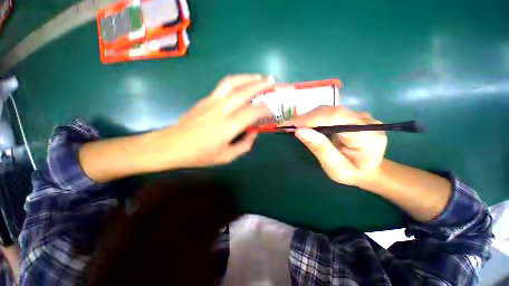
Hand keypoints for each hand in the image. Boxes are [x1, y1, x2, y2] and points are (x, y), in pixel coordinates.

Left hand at [153, 75, 273, 168]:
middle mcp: (221, 110)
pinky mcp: (205, 99)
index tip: (271, 108)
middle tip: (271, 81)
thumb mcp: (226, 157)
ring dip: (248, 78)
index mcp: (228, 127)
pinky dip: (237, 82)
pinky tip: (242, 84)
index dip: (264, 108)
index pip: (252, 112)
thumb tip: (253, 133)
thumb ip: (244, 146)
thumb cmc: (199, 155)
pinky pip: (224, 85)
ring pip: (232, 82)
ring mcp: (211, 101)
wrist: (170, 145)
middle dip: (260, 85)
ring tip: (259, 77)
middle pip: (244, 92)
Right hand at [285, 106, 386, 186]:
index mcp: (367, 136)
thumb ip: (320, 149)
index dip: (311, 119)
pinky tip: (306, 124)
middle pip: (331, 111)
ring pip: (329, 110)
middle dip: (307, 117)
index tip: (290, 124)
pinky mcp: (352, 115)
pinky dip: (314, 118)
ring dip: (309, 117)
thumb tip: (299, 131)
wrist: (370, 169)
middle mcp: (365, 121)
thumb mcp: (336, 168)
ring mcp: (360, 116)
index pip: (336, 118)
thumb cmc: (353, 173)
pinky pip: (330, 113)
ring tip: (294, 125)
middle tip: (288, 125)